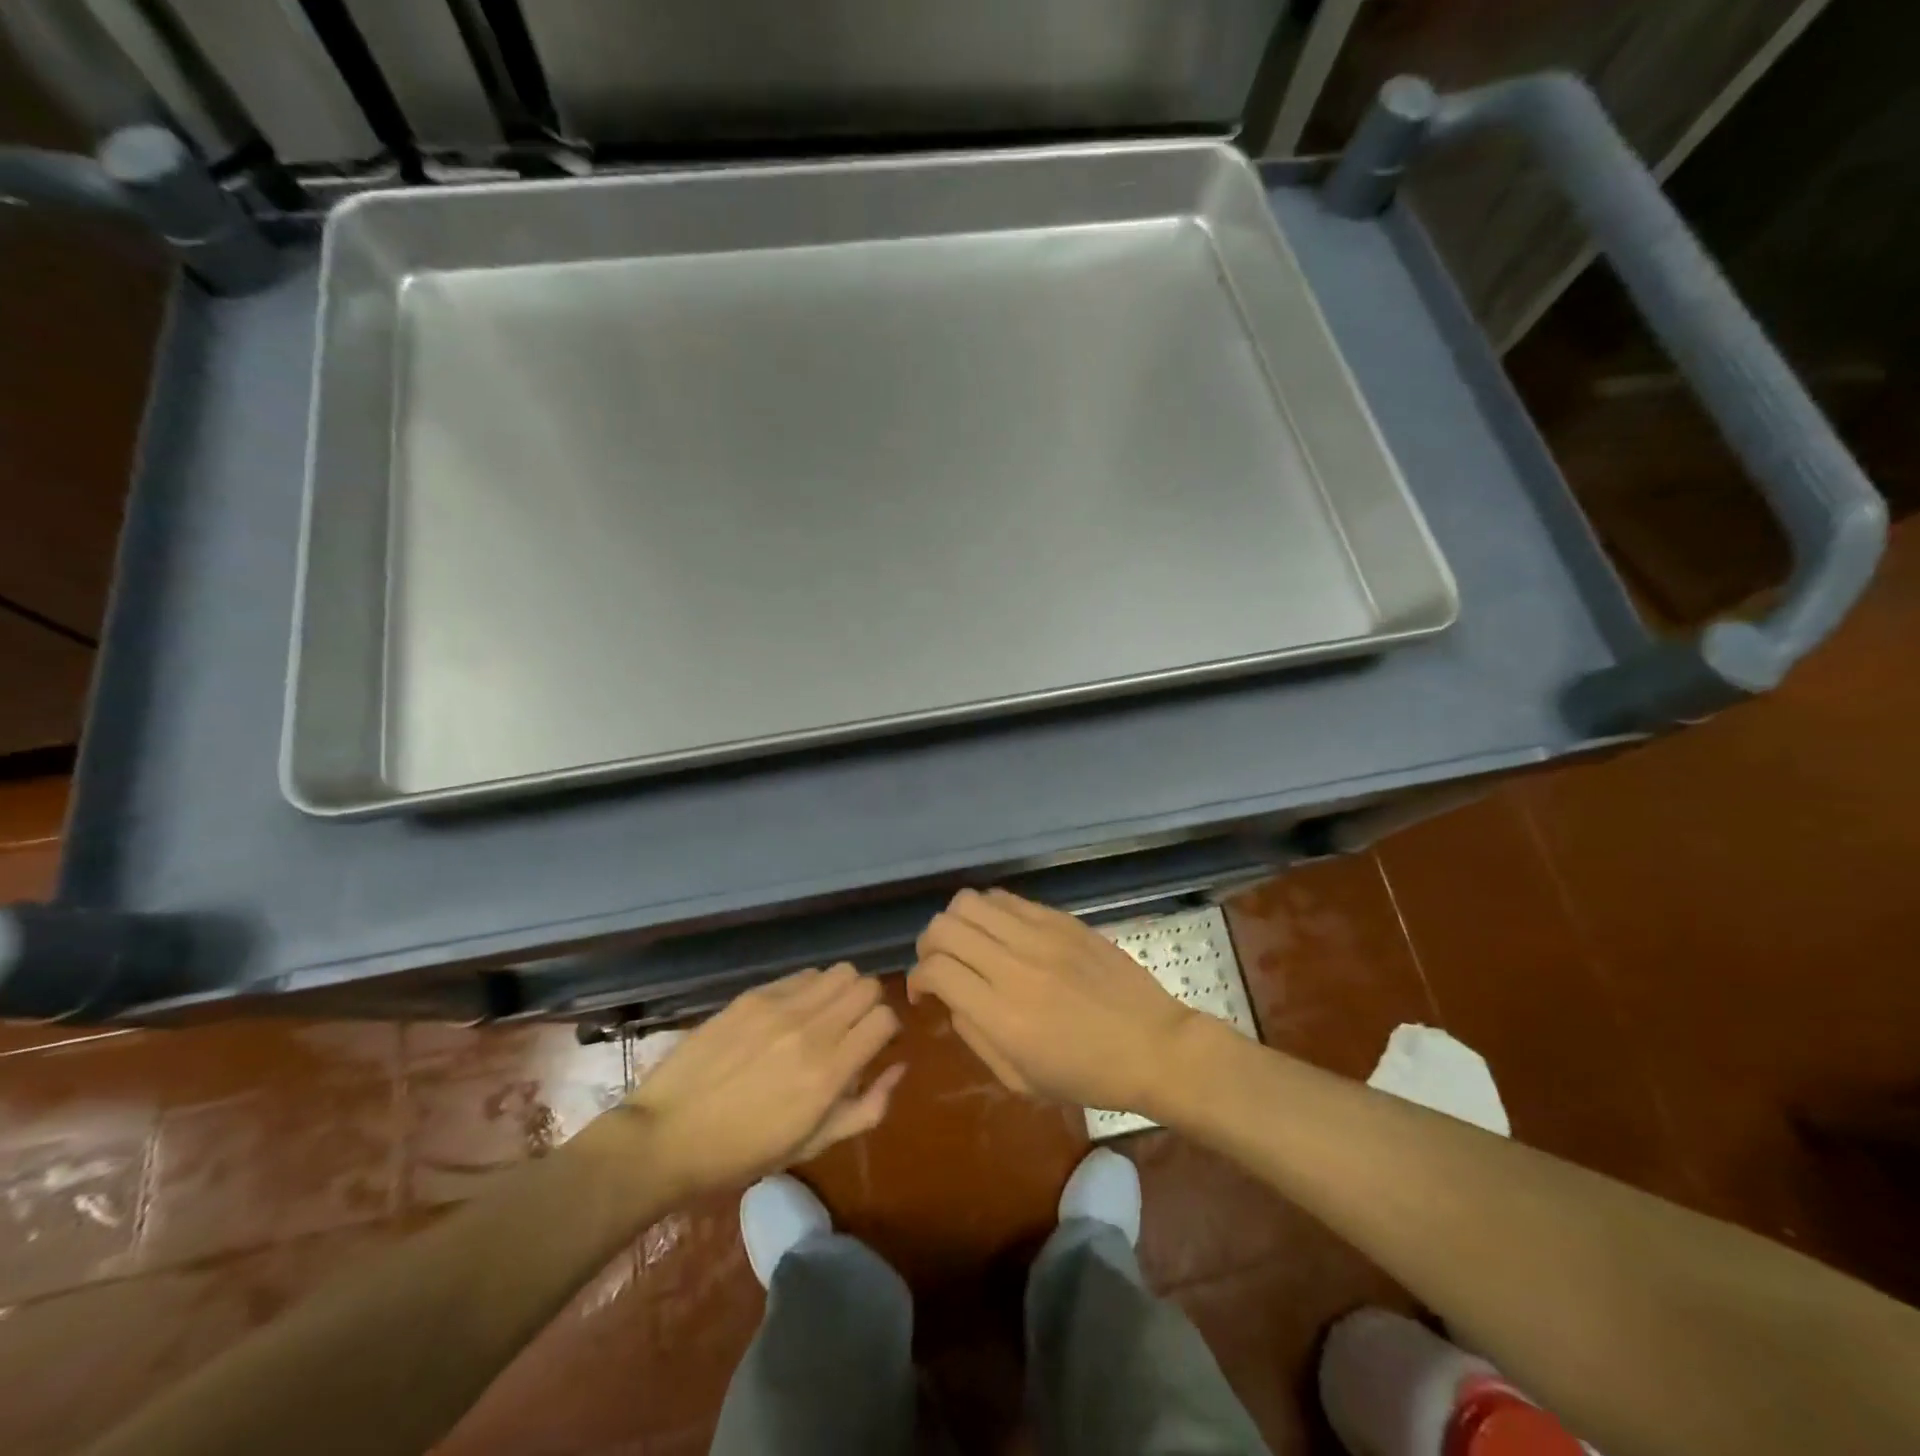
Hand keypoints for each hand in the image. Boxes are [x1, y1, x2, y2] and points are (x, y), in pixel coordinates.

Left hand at [624, 964, 903, 1193]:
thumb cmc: (742, 1153)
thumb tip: (898, 1067)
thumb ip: (866, 1108)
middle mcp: (811, 1030)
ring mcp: (780, 1007)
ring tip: (825, 1016)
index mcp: (828, 1073)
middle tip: (853, 1029)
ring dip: (843, 991)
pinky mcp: (753, 995)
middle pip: (868, 986)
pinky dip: (810, 988)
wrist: (666, 1136)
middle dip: (870, 1005)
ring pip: (840, 971)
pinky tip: (792, 1013)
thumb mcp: (812, 1145)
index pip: (885, 1019)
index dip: (887, 1031)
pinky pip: (802, 975)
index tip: (875, 1046)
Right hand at [907, 889, 1199, 1112]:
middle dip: (928, 945)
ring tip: (968, 943)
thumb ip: (976, 1036)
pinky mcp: (1061, 919)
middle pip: (944, 927)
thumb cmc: (1088, 1076)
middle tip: (940, 964)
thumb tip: (952, 999)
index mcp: (1002, 1015)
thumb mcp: (1021, 1080)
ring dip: (956, 922)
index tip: (924, 992)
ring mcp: (1040, 935)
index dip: (917, 978)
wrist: (1153, 1045)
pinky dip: (989, 911)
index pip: (936, 969)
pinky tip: (1001, 933)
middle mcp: (1014, 965)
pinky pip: (1007, 898)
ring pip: (970, 902)